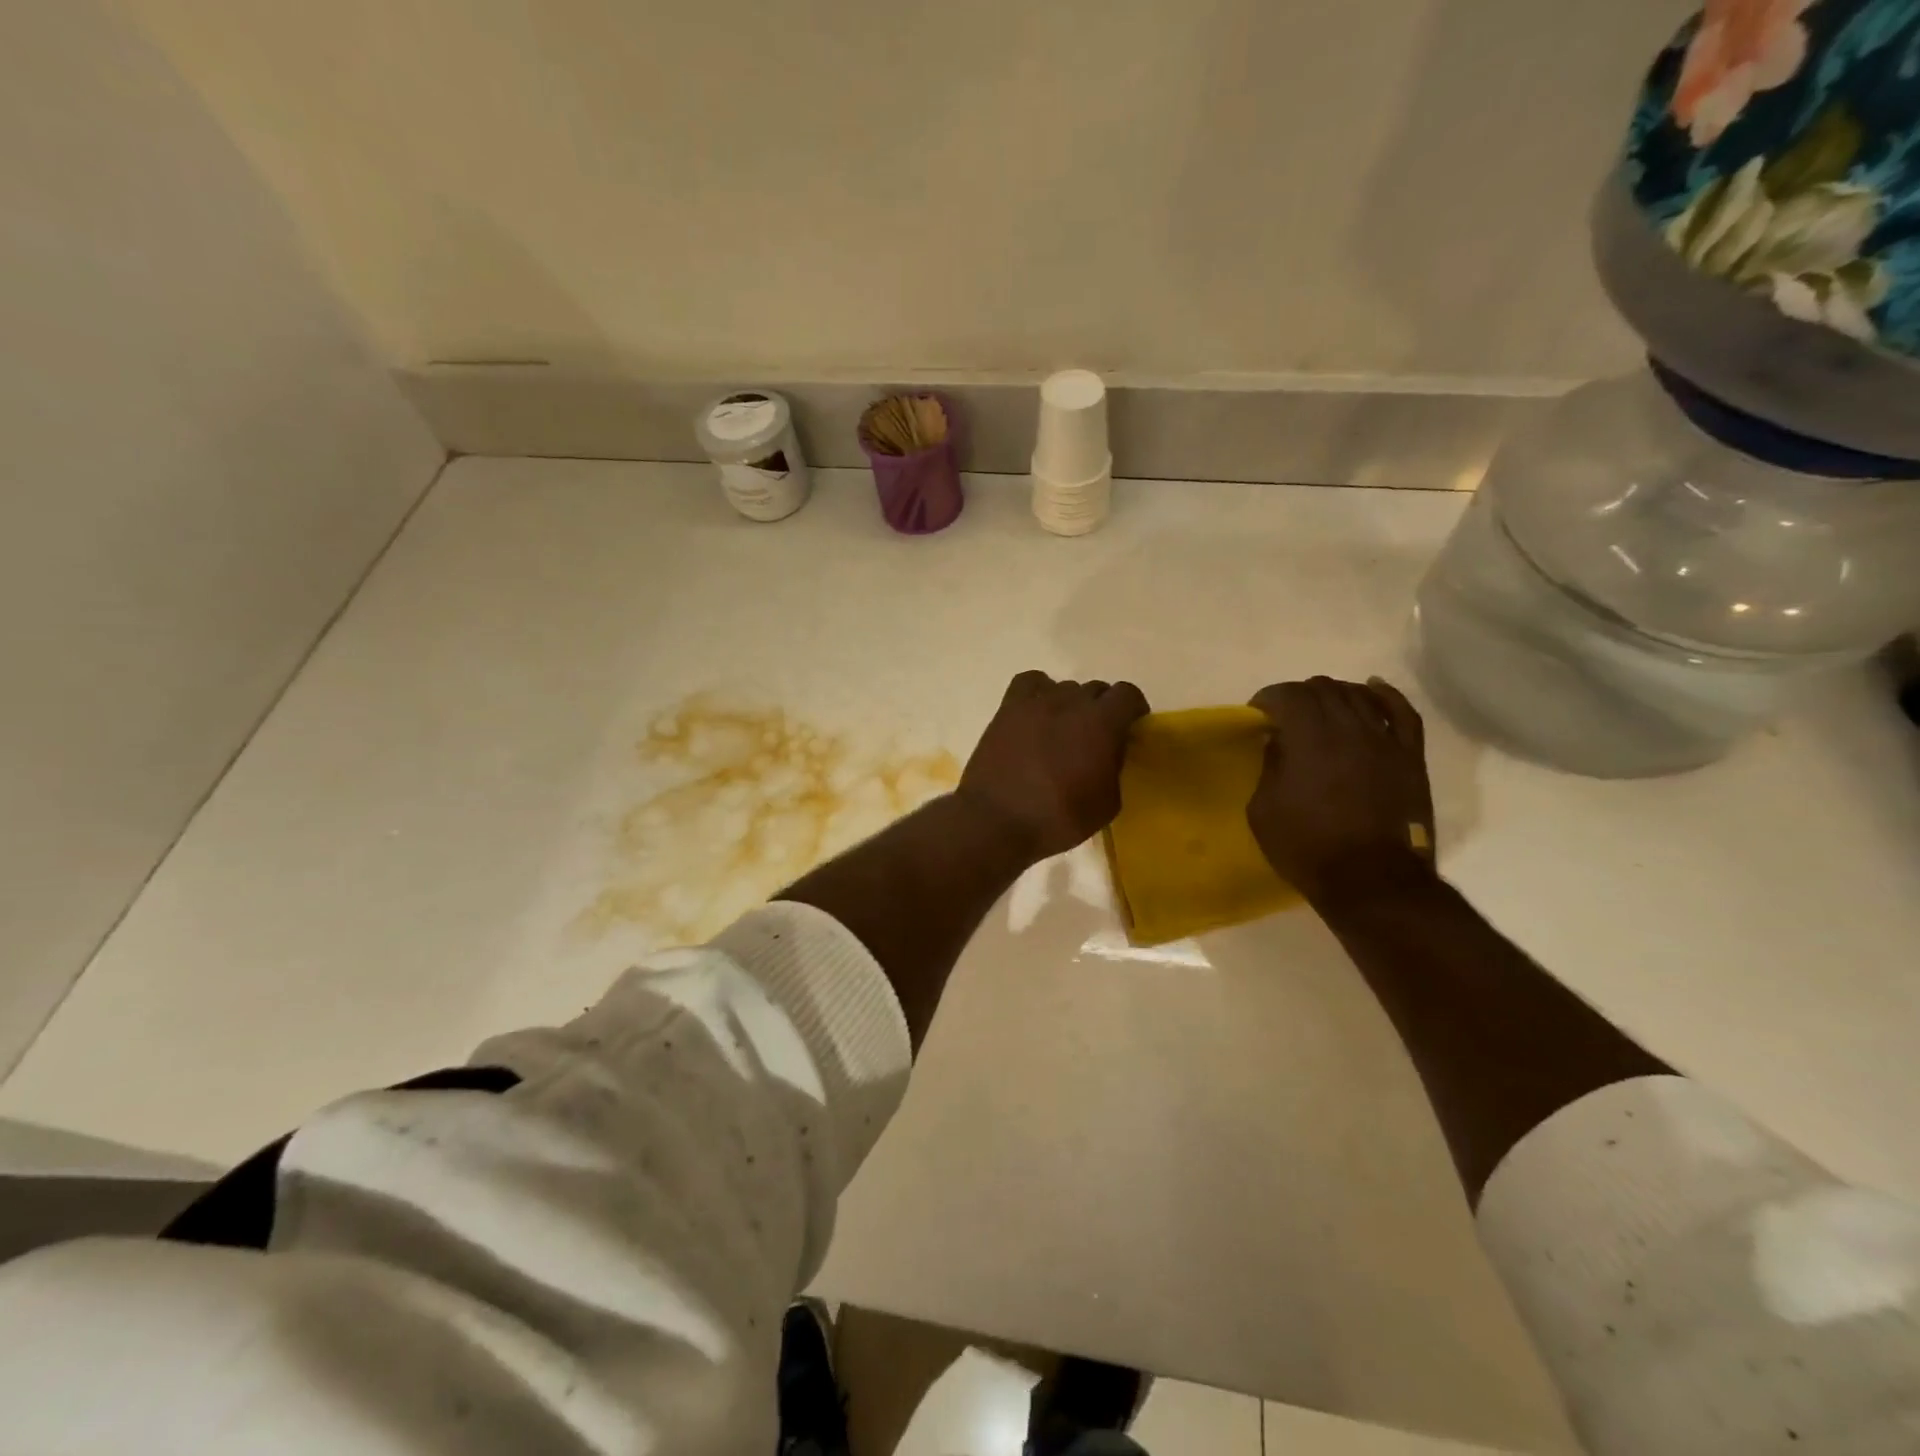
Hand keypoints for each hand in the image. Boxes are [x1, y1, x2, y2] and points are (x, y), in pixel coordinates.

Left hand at [958, 671, 1149, 861]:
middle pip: (1096, 690)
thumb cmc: (1058, 818)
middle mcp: (1071, 702)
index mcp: (1102, 723)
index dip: (1133, 709)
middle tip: (1096, 737)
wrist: (996, 821)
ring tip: (1063, 730)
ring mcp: (1036, 702)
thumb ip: (1115, 767)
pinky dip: (1039, 692)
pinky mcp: (1008, 708)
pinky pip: (1030, 683)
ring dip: (1071, 705)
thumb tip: (1110, 751)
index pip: (1128, 694)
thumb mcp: (1107, 803)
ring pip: (1065, 687)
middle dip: (1102, 709)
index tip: (1130, 728)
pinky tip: (1037, 714)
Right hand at [1246, 675, 1435, 906]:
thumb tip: (1279, 744)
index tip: (1257, 715)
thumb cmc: (1307, 846)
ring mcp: (1384, 739)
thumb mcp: (1263, 809)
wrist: (1371, 880)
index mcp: (1308, 737)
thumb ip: (1270, 767)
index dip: (1269, 698)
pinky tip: (1373, 687)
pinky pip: (1402, 712)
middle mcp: (1348, 727)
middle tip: (1286, 715)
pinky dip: (1385, 695)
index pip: (1288, 695)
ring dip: (1334, 693)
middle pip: (1323, 689)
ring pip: (1358, 694)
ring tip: (1321, 708)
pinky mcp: (1409, 756)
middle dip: (1299, 695)